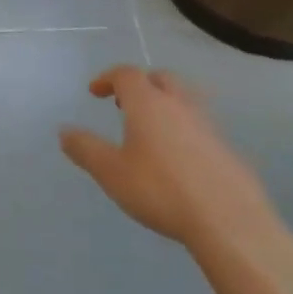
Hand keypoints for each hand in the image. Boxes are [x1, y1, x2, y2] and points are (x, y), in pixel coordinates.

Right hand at [60, 65, 292, 271]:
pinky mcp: (227, 148)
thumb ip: (85, 149)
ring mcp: (208, 125)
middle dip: (140, 84)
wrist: (228, 220)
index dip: (107, 78)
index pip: (127, 74)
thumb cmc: (160, 190)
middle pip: (160, 78)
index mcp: (148, 104)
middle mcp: (180, 105)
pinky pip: (200, 125)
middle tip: (124, 104)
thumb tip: (64, 131)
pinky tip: (177, 158)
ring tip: (150, 129)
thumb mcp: (111, 172)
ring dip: (164, 104)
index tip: (94, 92)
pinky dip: (183, 128)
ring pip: (184, 99)